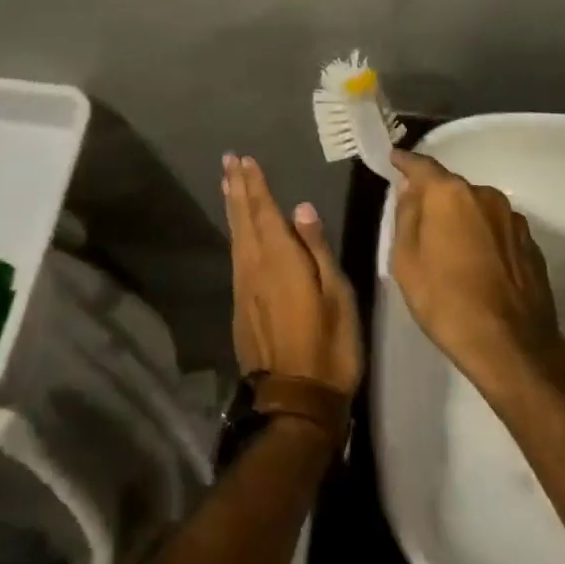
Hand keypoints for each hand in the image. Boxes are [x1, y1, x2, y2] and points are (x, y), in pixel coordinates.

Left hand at [222, 155, 361, 395]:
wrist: (295, 403)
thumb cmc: (329, 345)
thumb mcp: (336, 295)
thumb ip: (317, 249)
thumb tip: (301, 208)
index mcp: (280, 259)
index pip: (265, 212)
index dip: (256, 185)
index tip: (245, 160)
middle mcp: (255, 267)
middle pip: (244, 220)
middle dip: (237, 188)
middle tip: (228, 161)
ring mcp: (244, 288)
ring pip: (236, 237)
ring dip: (233, 208)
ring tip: (228, 184)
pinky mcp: (241, 307)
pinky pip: (236, 256)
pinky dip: (235, 233)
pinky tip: (237, 231)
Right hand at [389, 150, 564, 394]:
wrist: (511, 346)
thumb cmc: (446, 301)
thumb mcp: (406, 261)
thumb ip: (406, 216)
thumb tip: (411, 191)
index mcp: (450, 195)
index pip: (423, 166)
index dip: (406, 162)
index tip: (395, 159)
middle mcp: (486, 196)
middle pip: (452, 189)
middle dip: (435, 199)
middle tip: (419, 221)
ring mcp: (513, 220)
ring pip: (478, 209)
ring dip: (462, 220)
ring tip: (450, 250)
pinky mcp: (531, 245)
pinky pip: (497, 231)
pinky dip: (484, 239)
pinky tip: (477, 266)